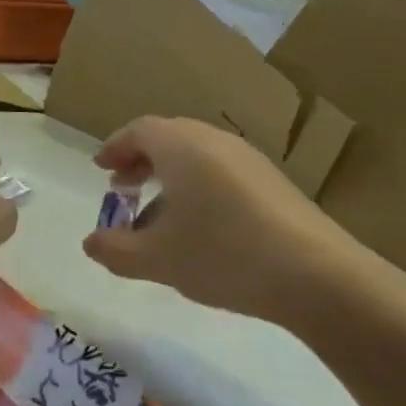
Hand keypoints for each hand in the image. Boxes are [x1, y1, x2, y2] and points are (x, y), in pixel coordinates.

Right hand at [81, 116, 373, 322]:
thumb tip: (90, 243)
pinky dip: (198, 186)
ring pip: (198, 155)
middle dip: (141, 161)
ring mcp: (250, 160)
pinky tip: (198, 226)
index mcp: (182, 148)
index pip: (140, 130)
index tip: (101, 168)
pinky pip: (222, 171)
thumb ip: (115, 250)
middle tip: (123, 189)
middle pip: (170, 137)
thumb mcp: (156, 260)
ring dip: (169, 175)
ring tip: (156, 214)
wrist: (315, 274)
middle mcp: (216, 142)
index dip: (115, 147)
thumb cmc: (222, 255)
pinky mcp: (273, 183)